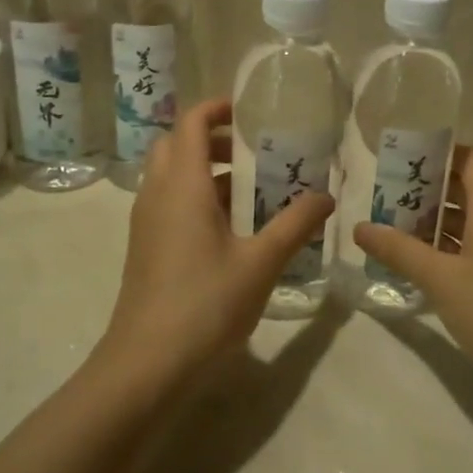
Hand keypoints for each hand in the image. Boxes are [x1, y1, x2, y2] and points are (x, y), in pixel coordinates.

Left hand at [101, 97, 334, 383]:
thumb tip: (327, 196)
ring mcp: (146, 222)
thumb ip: (295, 224)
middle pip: (177, 144)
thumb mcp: (261, 263)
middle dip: (212, 139)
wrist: (147, 364)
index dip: (217, 107)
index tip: (249, 110)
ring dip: (205, 170)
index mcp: (183, 185)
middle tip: (252, 151)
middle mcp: (158, 194)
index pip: (191, 122)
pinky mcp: (145, 247)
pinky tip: (231, 228)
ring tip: (250, 190)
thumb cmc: (206, 304)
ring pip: (171, 175)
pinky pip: (168, 202)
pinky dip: (196, 197)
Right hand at [353, 150, 472, 410]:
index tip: (403, 159)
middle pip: (465, 191)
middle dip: (426, 192)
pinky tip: (417, 266)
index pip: (470, 161)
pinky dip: (446, 251)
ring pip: (467, 224)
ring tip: (392, 230)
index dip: (439, 154)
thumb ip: (399, 250)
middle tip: (386, 198)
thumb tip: (359, 227)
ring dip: (433, 224)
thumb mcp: (440, 277)